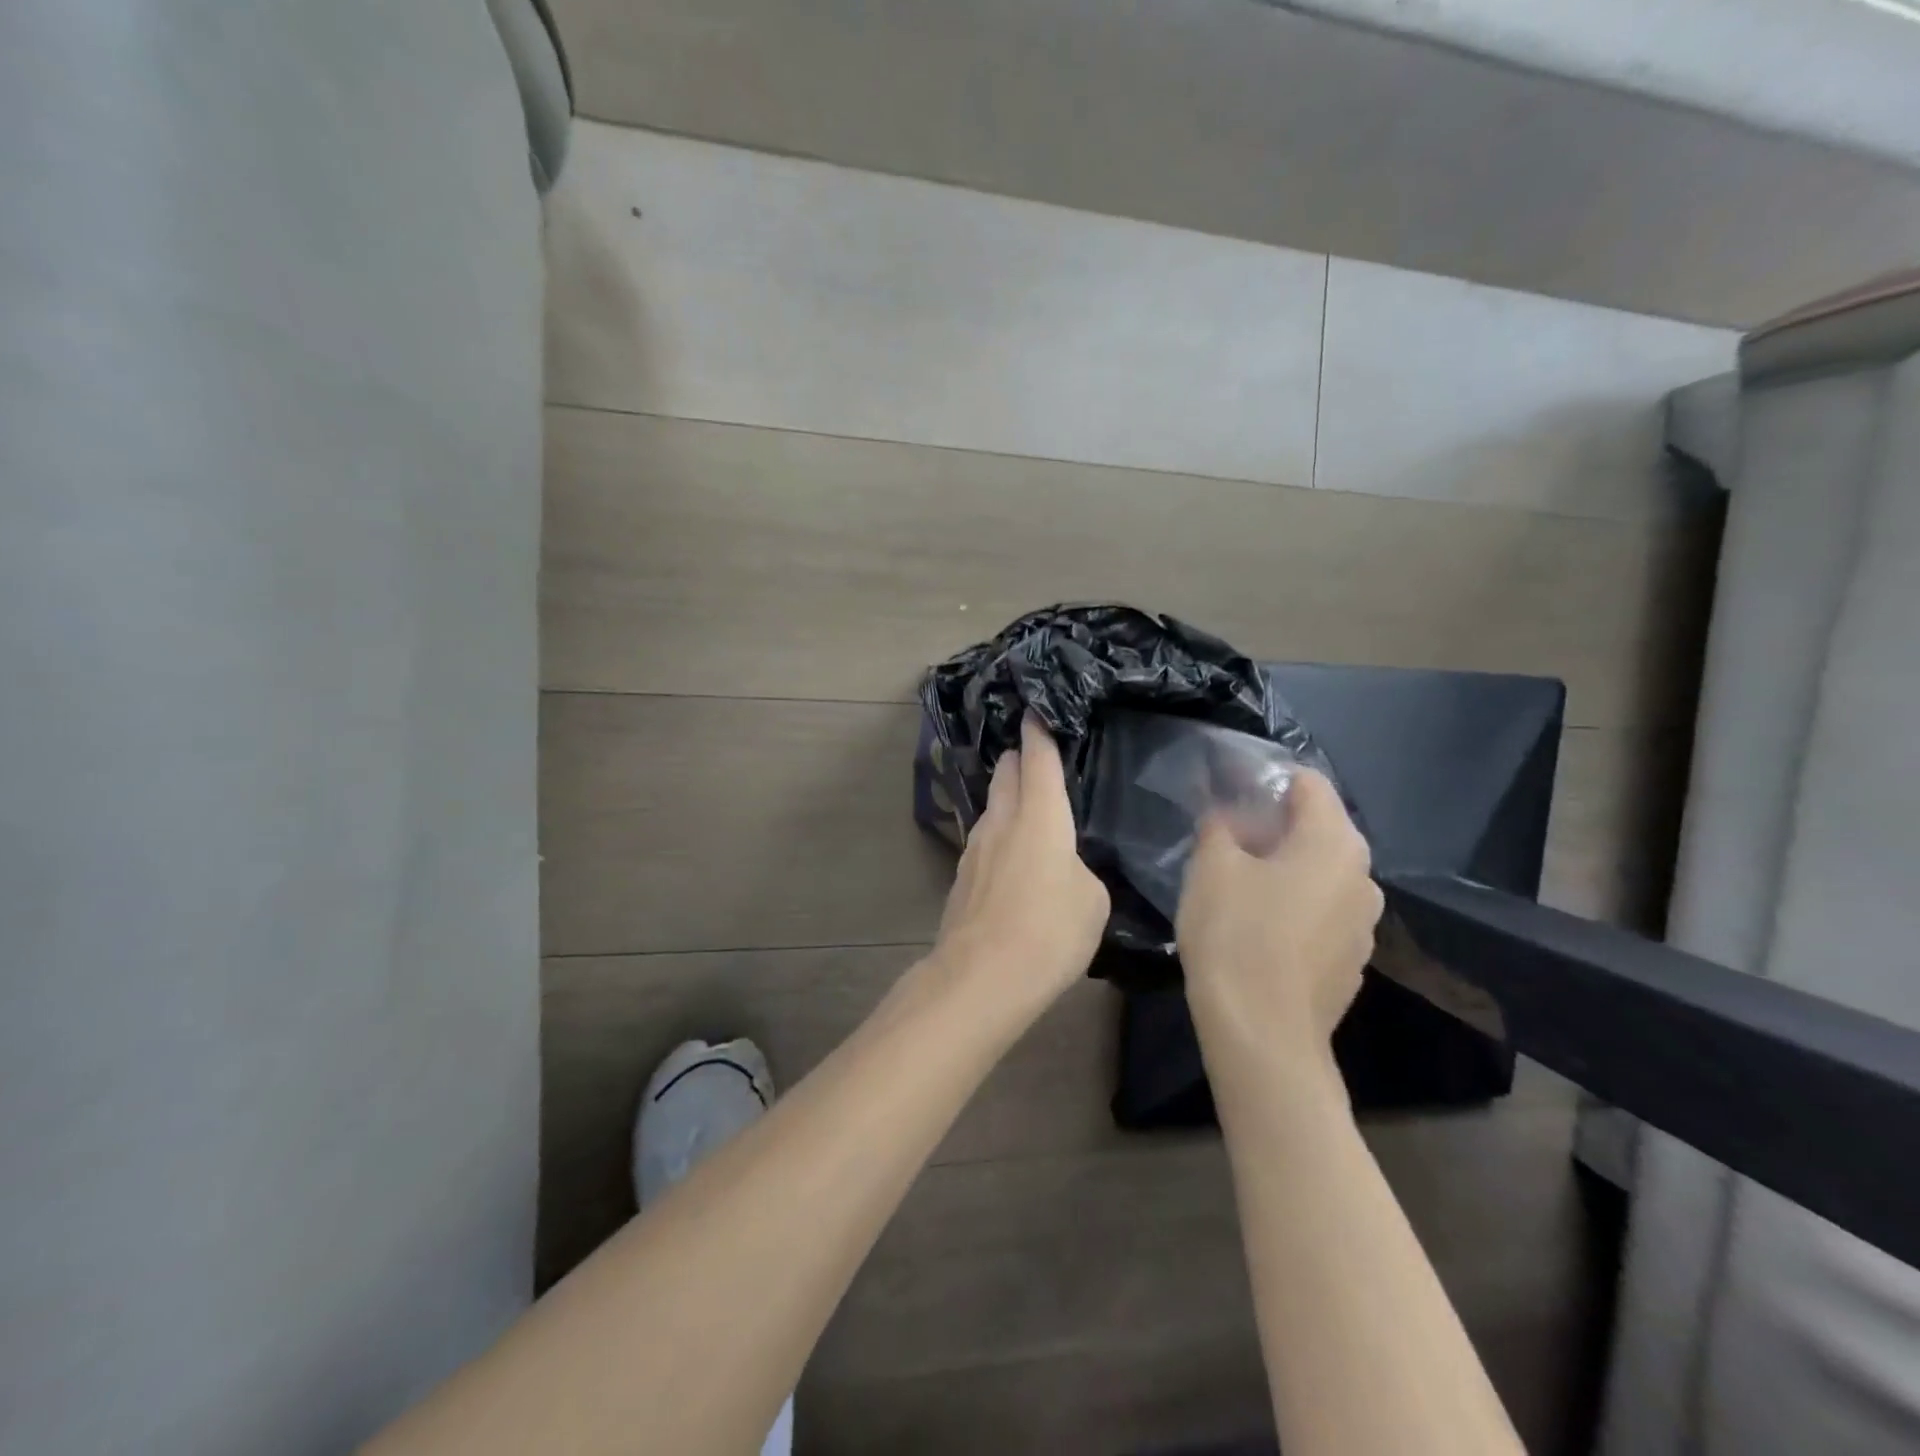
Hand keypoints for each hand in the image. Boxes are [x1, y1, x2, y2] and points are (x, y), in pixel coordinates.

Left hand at [934, 717, 1109, 1003]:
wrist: (981, 977)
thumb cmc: (1049, 932)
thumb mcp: (1092, 901)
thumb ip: (1081, 871)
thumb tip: (1064, 868)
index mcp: (1039, 815)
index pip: (1038, 758)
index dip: (1039, 732)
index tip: (1036, 712)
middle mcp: (1002, 820)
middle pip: (1007, 774)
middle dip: (1020, 760)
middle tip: (1035, 756)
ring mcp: (975, 847)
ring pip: (992, 806)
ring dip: (1007, 798)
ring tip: (1027, 807)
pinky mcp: (962, 876)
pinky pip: (985, 840)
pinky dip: (1000, 834)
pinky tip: (1012, 856)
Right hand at [1176, 768, 1383, 1072]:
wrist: (1262, 1035)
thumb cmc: (1236, 936)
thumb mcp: (1212, 867)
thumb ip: (1219, 825)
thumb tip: (1225, 811)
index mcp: (1335, 843)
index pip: (1308, 784)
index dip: (1265, 780)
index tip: (1227, 793)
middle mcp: (1364, 878)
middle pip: (1318, 829)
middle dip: (1272, 825)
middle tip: (1225, 839)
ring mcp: (1364, 924)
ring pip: (1320, 873)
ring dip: (1283, 867)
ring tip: (1238, 883)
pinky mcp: (1351, 961)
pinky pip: (1322, 912)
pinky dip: (1293, 905)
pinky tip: (1258, 927)